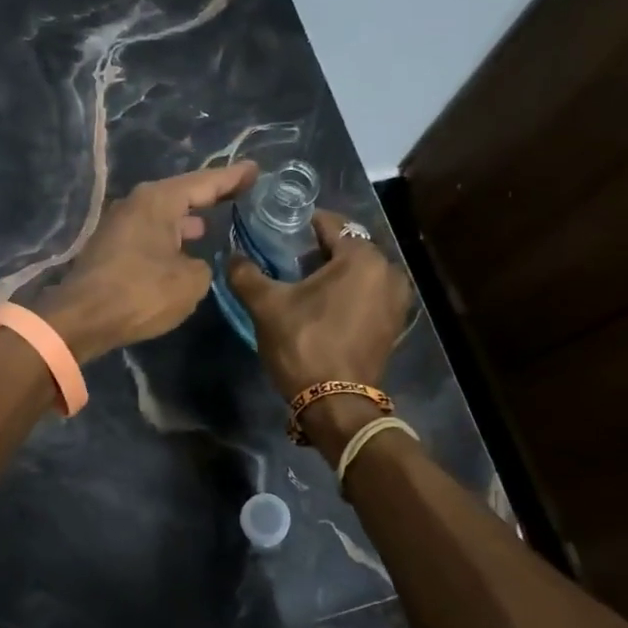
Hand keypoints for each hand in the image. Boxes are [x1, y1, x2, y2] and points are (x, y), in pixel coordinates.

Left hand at [37, 161, 258, 361]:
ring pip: (162, 216)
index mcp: (158, 200)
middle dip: (208, 196)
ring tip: (211, 223)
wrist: (81, 319)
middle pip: (180, 194)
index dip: (233, 177)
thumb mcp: (190, 282)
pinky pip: (150, 234)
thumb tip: (193, 264)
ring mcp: (119, 225)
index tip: (255, 170)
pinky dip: (169, 238)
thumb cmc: (140, 293)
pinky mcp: (110, 248)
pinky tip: (182, 251)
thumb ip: (203, 266)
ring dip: (186, 219)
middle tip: (238, 194)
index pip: (204, 182)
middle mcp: (136, 204)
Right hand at [227, 208, 412, 410]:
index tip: (279, 230)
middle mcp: (388, 272)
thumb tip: (231, 256)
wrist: (336, 403)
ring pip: (359, 272)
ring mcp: (396, 300)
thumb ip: (246, 274)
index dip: (302, 224)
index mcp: (362, 258)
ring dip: (334, 272)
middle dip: (318, 250)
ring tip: (303, 283)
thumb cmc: (304, 344)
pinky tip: (322, 305)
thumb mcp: (266, 306)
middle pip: (348, 247)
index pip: (330, 224)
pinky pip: (368, 293)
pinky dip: (348, 293)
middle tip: (286, 258)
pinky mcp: (393, 323)